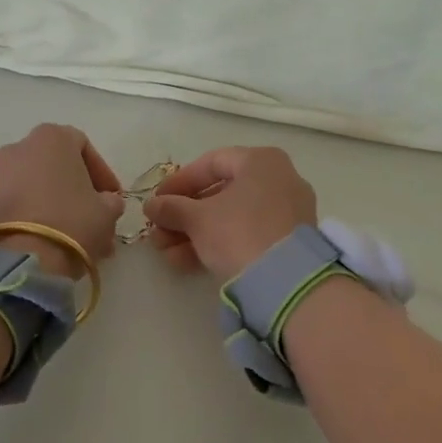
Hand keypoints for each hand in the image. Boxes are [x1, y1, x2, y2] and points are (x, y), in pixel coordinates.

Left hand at [0, 124, 124, 273]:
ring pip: (35, 185)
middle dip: (76, 189)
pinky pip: (17, 202)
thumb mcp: (107, 211)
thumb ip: (110, 201)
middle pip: (56, 165)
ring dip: (55, 204)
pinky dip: (33, 215)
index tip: (112, 196)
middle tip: (93, 214)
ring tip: (73, 234)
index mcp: (51, 137)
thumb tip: (106, 203)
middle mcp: (20, 147)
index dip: (101, 173)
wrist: (24, 259)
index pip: (83, 146)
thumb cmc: (73, 221)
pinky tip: (50, 239)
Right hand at [144, 147, 317, 281]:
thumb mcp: (198, 219)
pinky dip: (218, 244)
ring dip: (194, 234)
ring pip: (231, 217)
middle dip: (183, 216)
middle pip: (220, 193)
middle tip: (158, 233)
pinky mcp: (289, 241)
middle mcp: (279, 179)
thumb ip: (172, 208)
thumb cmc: (239, 232)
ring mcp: (287, 211)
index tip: (156, 202)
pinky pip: (247, 234)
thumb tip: (152, 205)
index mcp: (261, 161)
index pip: (211, 163)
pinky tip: (186, 263)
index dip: (178, 183)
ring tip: (166, 254)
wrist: (286, 282)